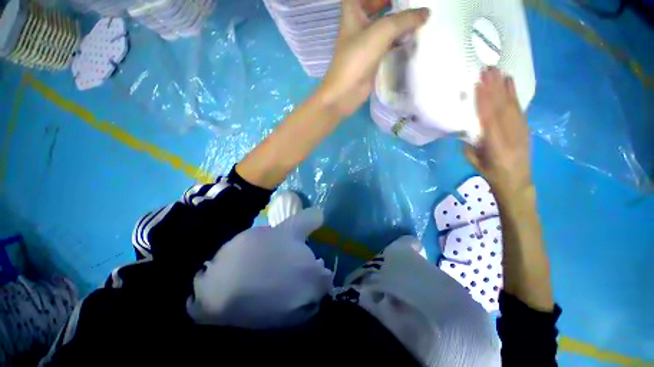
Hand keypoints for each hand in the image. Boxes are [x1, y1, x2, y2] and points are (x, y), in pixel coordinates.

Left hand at [317, 0, 428, 117]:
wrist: (345, 93)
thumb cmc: (357, 59)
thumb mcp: (381, 32)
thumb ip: (404, 20)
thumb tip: (426, 13)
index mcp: (352, 15)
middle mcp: (357, 28)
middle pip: (372, 9)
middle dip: (388, 4)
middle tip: (407, 4)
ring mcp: (363, 47)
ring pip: (381, 29)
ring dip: (396, 24)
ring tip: (416, 20)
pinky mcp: (370, 62)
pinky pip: (385, 47)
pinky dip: (396, 42)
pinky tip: (409, 41)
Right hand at [466, 67, 531, 196]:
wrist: (517, 181)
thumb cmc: (491, 174)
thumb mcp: (474, 162)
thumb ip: (470, 144)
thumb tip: (467, 128)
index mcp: (496, 145)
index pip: (489, 119)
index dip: (484, 101)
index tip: (478, 85)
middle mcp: (511, 134)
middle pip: (502, 108)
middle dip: (494, 88)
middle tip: (488, 70)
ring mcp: (520, 130)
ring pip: (512, 105)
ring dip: (504, 87)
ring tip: (497, 71)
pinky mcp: (525, 127)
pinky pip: (519, 109)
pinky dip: (514, 94)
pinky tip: (510, 84)